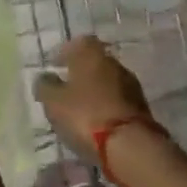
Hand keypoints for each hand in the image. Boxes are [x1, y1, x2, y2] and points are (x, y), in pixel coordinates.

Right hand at [33, 37, 150, 162]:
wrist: (130, 144)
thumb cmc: (85, 115)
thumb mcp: (54, 102)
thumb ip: (46, 86)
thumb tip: (45, 78)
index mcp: (91, 54)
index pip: (78, 42)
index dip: (65, 52)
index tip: (55, 65)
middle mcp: (113, 63)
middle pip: (95, 62)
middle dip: (81, 73)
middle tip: (66, 88)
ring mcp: (130, 85)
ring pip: (107, 81)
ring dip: (95, 90)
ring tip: (80, 108)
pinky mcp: (141, 107)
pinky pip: (117, 100)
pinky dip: (106, 106)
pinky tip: (97, 120)